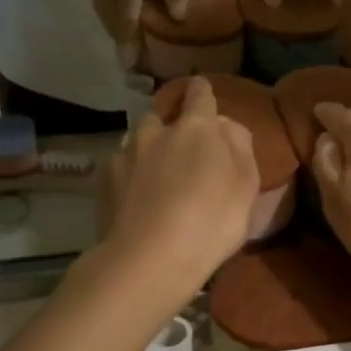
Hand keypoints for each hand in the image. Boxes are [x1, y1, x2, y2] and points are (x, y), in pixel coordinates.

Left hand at [97, 77, 259, 308]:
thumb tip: (227, 126)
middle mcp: (156, 131)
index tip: (202, 92)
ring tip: (156, 176)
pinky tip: (136, 197)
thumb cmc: (211, 221)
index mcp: (196, 127)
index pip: (200, 94)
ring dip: (148, 149)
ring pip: (138, 140)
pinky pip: (121, 167)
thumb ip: (240, 148)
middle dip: (172, 126)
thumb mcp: (246, 186)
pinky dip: (130, 175)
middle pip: (163, 116)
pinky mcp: (103, 180)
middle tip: (183, 151)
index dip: (203, 91)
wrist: (149, 259)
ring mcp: (125, 154)